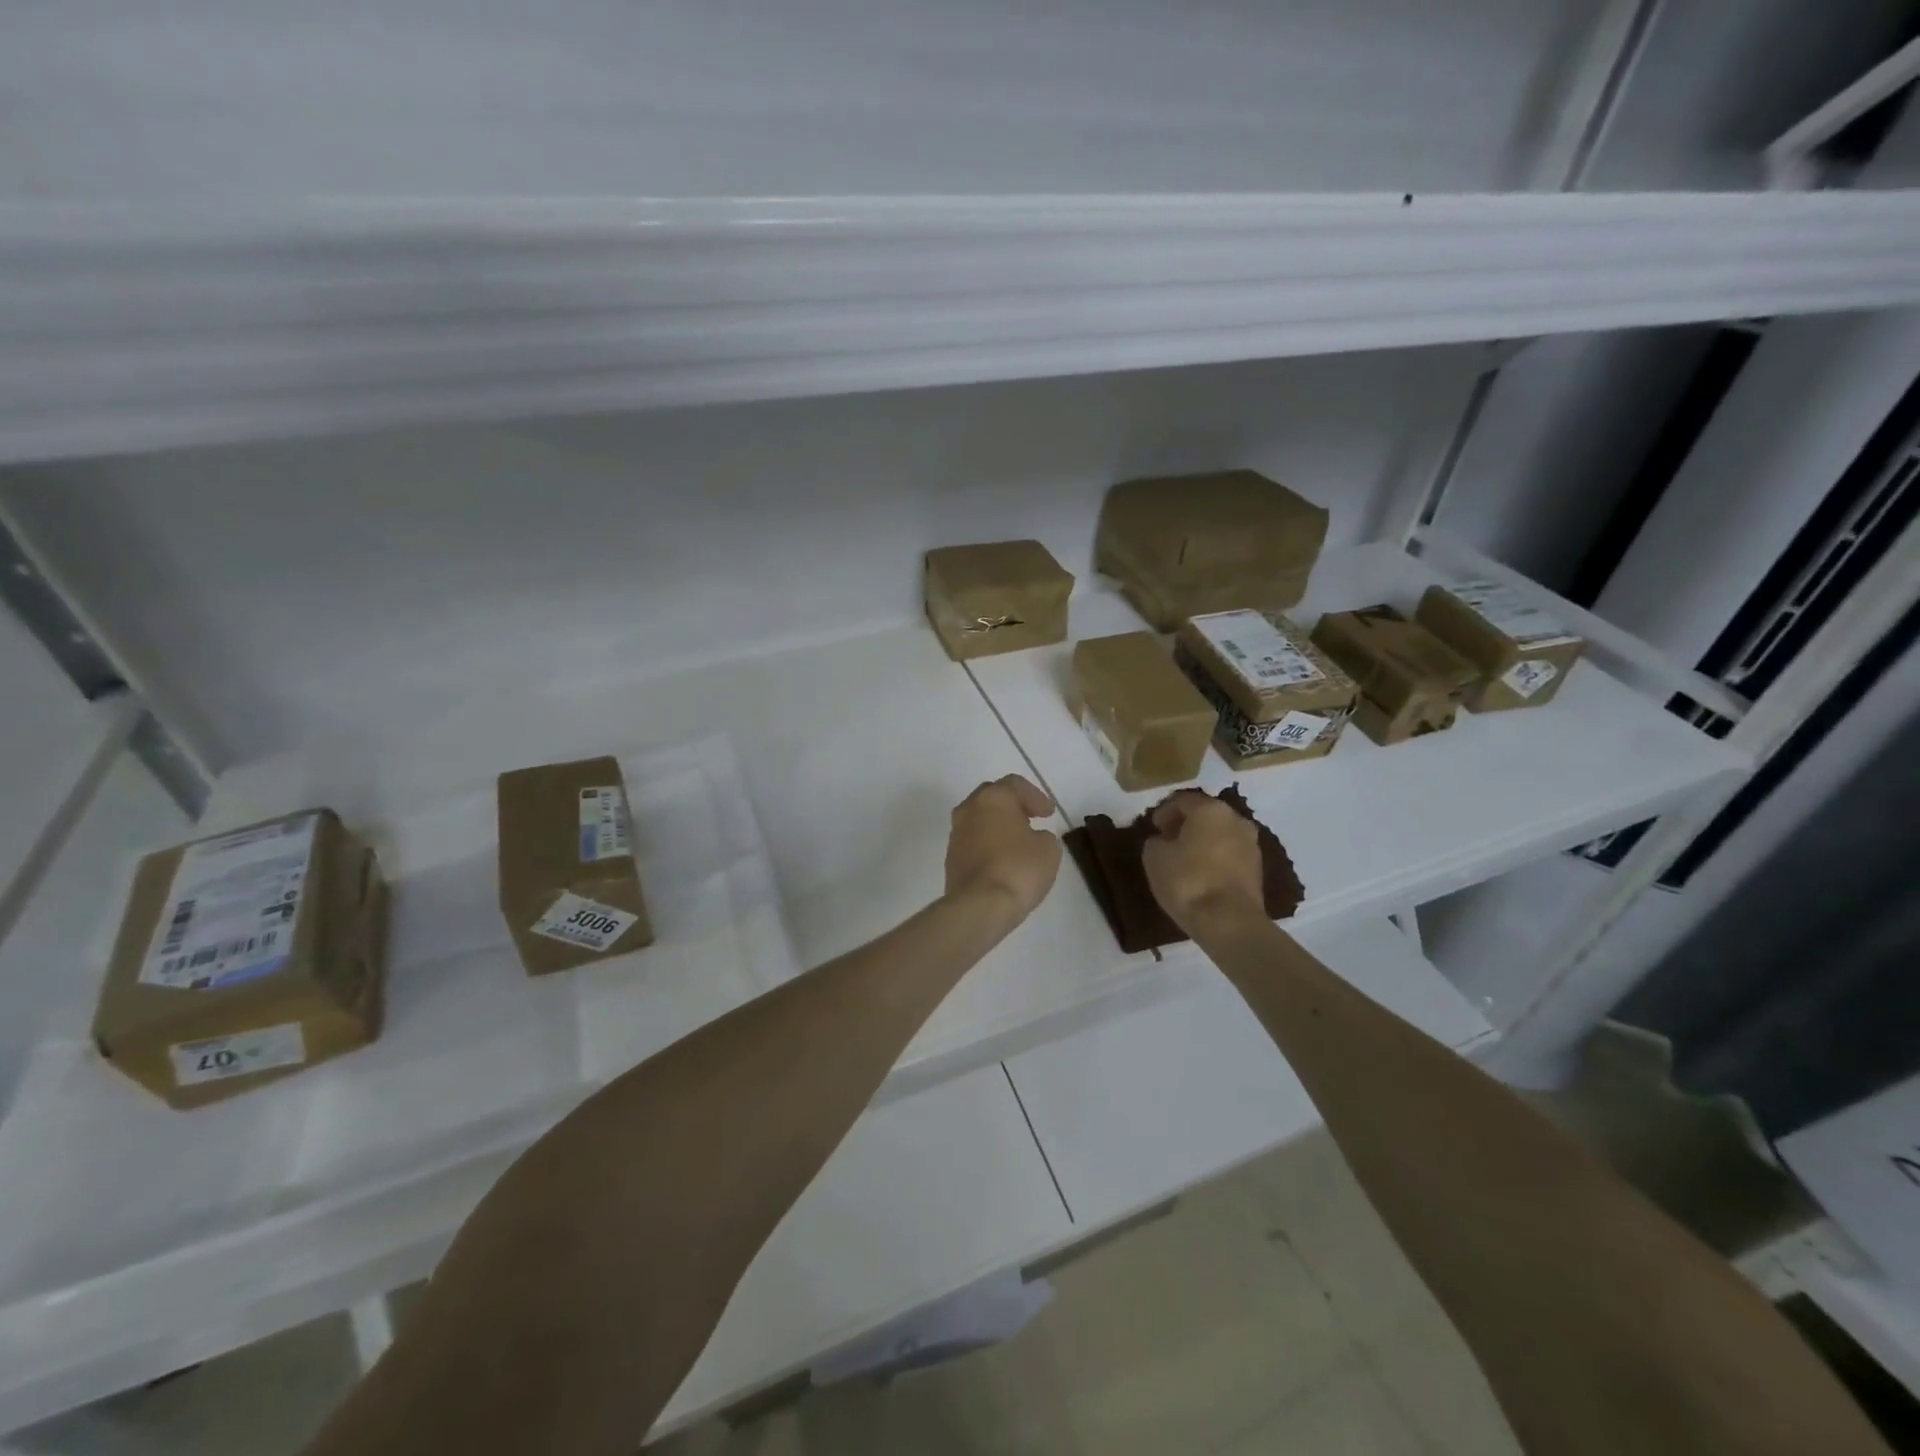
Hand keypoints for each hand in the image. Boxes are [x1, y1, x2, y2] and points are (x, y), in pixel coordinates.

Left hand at [945, 774, 1062, 924]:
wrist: (979, 905)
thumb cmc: (1019, 869)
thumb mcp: (1048, 849)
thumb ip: (1042, 835)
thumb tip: (1031, 838)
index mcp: (993, 798)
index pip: (1014, 784)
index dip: (1035, 796)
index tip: (1048, 814)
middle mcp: (969, 809)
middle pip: (991, 796)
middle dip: (1012, 805)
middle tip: (1030, 817)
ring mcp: (956, 834)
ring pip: (978, 819)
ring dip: (997, 825)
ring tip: (1016, 840)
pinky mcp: (951, 858)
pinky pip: (972, 841)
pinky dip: (987, 844)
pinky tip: (1001, 859)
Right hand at [1141, 791, 1265, 932]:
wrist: (1229, 922)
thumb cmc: (1187, 881)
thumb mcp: (1154, 857)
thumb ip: (1156, 841)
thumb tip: (1164, 841)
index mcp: (1210, 809)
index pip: (1182, 800)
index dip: (1164, 811)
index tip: (1154, 827)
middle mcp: (1236, 819)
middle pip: (1205, 814)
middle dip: (1185, 824)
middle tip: (1168, 839)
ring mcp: (1251, 843)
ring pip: (1220, 833)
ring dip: (1202, 841)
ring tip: (1184, 858)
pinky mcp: (1258, 868)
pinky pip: (1230, 853)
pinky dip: (1215, 857)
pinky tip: (1202, 873)